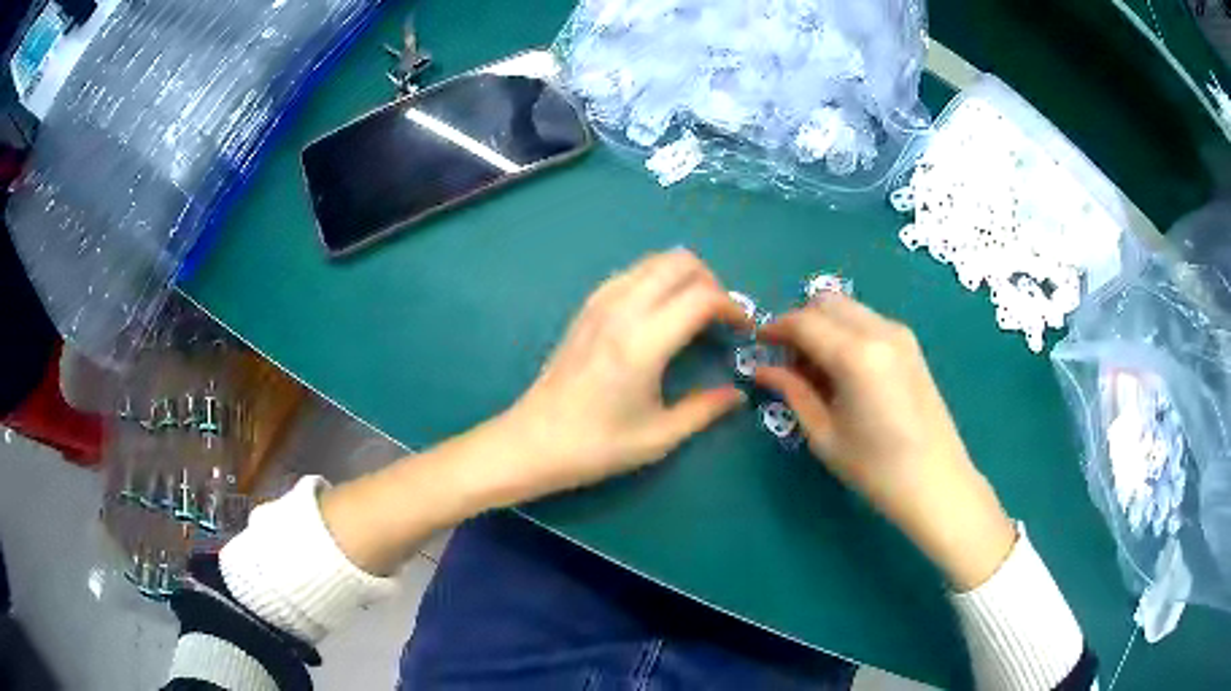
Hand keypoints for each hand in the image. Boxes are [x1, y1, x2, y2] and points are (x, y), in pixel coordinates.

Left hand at [489, 249, 749, 502]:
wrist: (532, 441)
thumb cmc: (596, 445)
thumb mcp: (658, 437)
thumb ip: (704, 410)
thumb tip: (737, 395)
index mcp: (643, 341)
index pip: (701, 296)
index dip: (732, 306)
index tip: (743, 329)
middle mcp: (622, 309)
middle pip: (679, 262)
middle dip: (711, 281)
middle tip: (720, 317)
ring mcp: (599, 303)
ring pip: (653, 260)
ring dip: (683, 276)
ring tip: (694, 313)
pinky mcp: (585, 308)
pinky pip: (630, 273)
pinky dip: (655, 279)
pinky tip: (658, 313)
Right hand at [756, 294, 1016, 589]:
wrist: (937, 481)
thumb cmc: (876, 468)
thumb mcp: (825, 434)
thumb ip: (794, 392)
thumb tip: (763, 369)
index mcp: (855, 354)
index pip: (804, 321)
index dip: (775, 327)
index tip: (758, 343)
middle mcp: (879, 331)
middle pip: (827, 301)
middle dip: (801, 321)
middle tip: (788, 359)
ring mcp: (900, 335)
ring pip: (849, 308)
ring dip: (825, 325)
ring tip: (816, 369)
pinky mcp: (911, 346)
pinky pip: (868, 322)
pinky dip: (847, 332)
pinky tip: (845, 371)